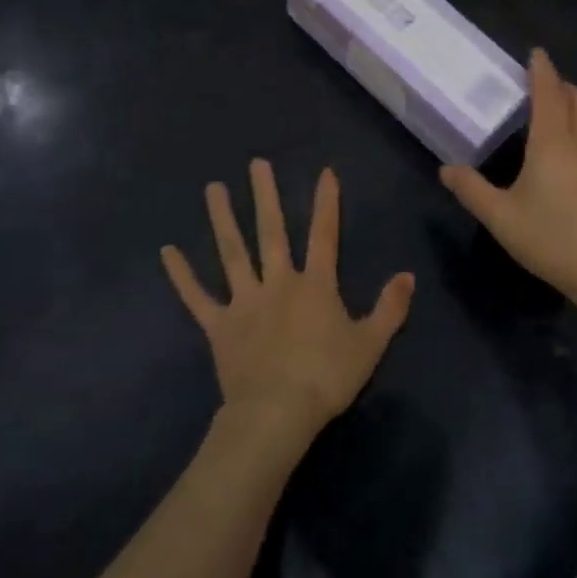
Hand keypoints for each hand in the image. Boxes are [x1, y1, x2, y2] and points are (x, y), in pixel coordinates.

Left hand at [161, 160, 413, 444]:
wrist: (278, 413)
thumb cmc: (327, 378)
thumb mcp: (371, 344)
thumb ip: (390, 307)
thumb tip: (408, 275)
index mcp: (315, 285)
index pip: (324, 235)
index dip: (326, 203)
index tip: (324, 171)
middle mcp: (278, 283)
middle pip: (271, 232)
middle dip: (265, 196)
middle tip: (256, 163)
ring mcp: (244, 301)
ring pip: (232, 253)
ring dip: (222, 219)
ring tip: (213, 188)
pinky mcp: (219, 325)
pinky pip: (197, 297)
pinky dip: (182, 275)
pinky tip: (168, 252)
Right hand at [439, 50, 576, 326]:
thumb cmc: (555, 241)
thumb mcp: (503, 219)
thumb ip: (473, 191)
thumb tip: (447, 168)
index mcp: (553, 144)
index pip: (548, 94)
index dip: (542, 71)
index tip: (536, 53)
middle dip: (562, 86)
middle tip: (544, 86)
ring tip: (561, 116)